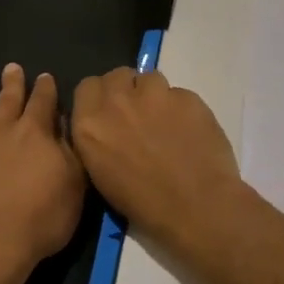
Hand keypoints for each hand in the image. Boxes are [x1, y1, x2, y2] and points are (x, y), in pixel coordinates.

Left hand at [0, 64, 85, 282]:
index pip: (43, 102)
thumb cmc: (40, 221)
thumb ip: (69, 153)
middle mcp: (2, 132)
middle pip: (8, 101)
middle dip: (12, 83)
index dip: (46, 89)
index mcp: (36, 134)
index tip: (45, 76)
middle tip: (12, 67)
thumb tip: (63, 127)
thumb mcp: (73, 188)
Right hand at [70, 68, 244, 251]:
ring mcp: (155, 94)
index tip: (110, 113)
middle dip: (125, 90)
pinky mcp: (187, 96)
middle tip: (137, 115)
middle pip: (116, 75)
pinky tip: (189, 132)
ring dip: (153, 95)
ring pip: (149, 78)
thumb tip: (105, 127)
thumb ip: (97, 139)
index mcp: (90, 123)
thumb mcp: (101, 174)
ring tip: (165, 122)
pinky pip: (179, 93)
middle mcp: (118, 100)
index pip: (87, 87)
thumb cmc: (143, 204)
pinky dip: (181, 108)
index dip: (100, 98)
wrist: (196, 207)